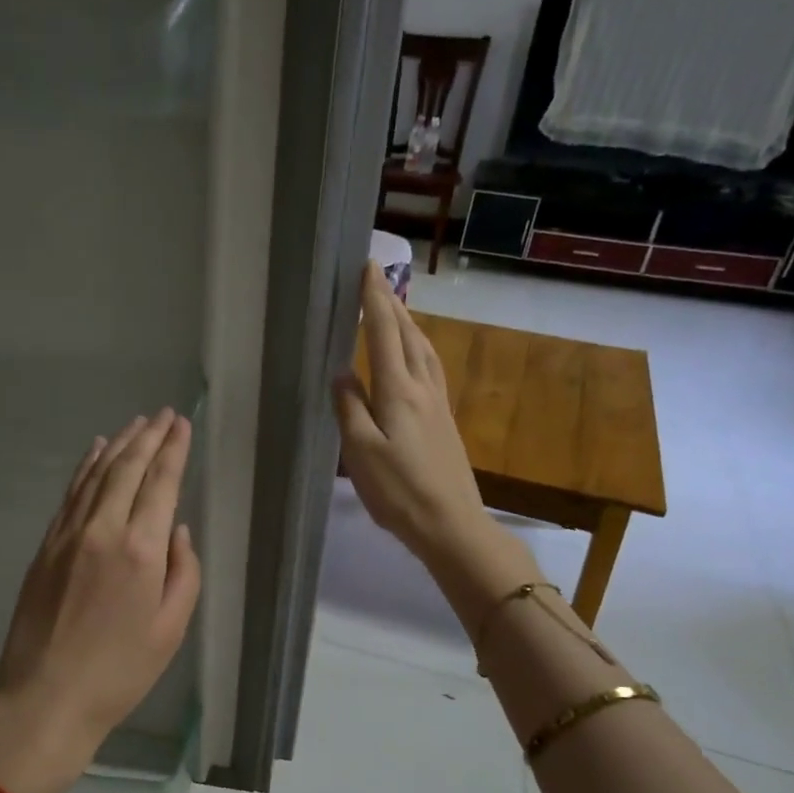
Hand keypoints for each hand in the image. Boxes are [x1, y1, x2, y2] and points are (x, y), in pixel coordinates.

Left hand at [0, 409, 201, 792]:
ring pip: (96, 474)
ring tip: (136, 424)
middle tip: (163, 415)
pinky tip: (95, 452)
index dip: (173, 449)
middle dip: (149, 437)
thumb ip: (184, 573)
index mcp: (141, 551)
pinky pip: (70, 494)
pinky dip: (85, 468)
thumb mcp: (171, 630)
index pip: (161, 483)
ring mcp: (68, 535)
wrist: (46, 697)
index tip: (181, 424)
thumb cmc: (120, 672)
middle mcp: (103, 530)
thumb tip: (177, 531)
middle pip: (127, 468)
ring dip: (118, 445)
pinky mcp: (45, 546)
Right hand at [334, 262, 490, 565]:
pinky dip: (419, 347)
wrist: (451, 524)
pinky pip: (430, 368)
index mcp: (398, 392)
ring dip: (409, 323)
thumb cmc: (399, 491)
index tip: (366, 268)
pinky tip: (416, 355)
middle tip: (377, 278)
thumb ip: (350, 409)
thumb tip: (342, 374)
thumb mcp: (361, 452)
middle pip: (408, 335)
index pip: (385, 334)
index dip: (374, 300)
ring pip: (424, 350)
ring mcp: (438, 404)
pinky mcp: (444, 420)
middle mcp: (422, 389)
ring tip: (396, 308)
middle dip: (392, 304)